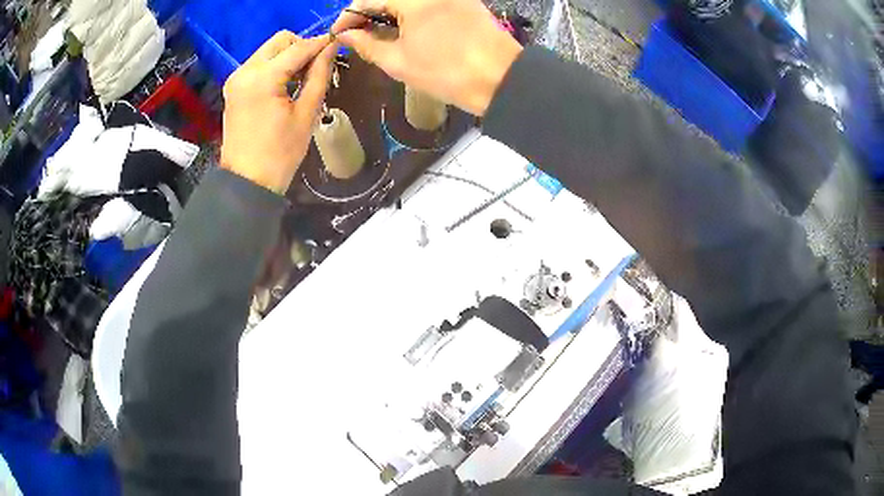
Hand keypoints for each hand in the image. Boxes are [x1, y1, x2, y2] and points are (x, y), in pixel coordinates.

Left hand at [221, 32, 336, 192]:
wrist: (247, 182)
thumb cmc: (280, 153)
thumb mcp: (306, 113)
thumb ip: (319, 75)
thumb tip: (332, 48)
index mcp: (262, 79)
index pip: (298, 48)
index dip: (321, 43)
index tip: (340, 43)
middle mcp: (245, 71)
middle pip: (280, 41)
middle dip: (301, 47)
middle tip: (316, 67)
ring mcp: (236, 79)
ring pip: (268, 50)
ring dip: (288, 57)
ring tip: (302, 79)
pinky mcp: (233, 88)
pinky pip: (259, 65)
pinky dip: (274, 67)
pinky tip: (284, 85)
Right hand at [332, 0, 522, 116]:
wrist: (502, 79)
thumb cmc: (447, 72)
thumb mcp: (399, 61)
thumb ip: (366, 44)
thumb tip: (345, 36)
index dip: (349, 16)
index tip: (339, 33)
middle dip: (369, 14)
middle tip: (357, 36)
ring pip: (408, 1)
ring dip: (389, 13)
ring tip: (378, 35)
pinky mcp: (464, 1)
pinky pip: (428, 3)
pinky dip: (410, 13)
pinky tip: (404, 29)